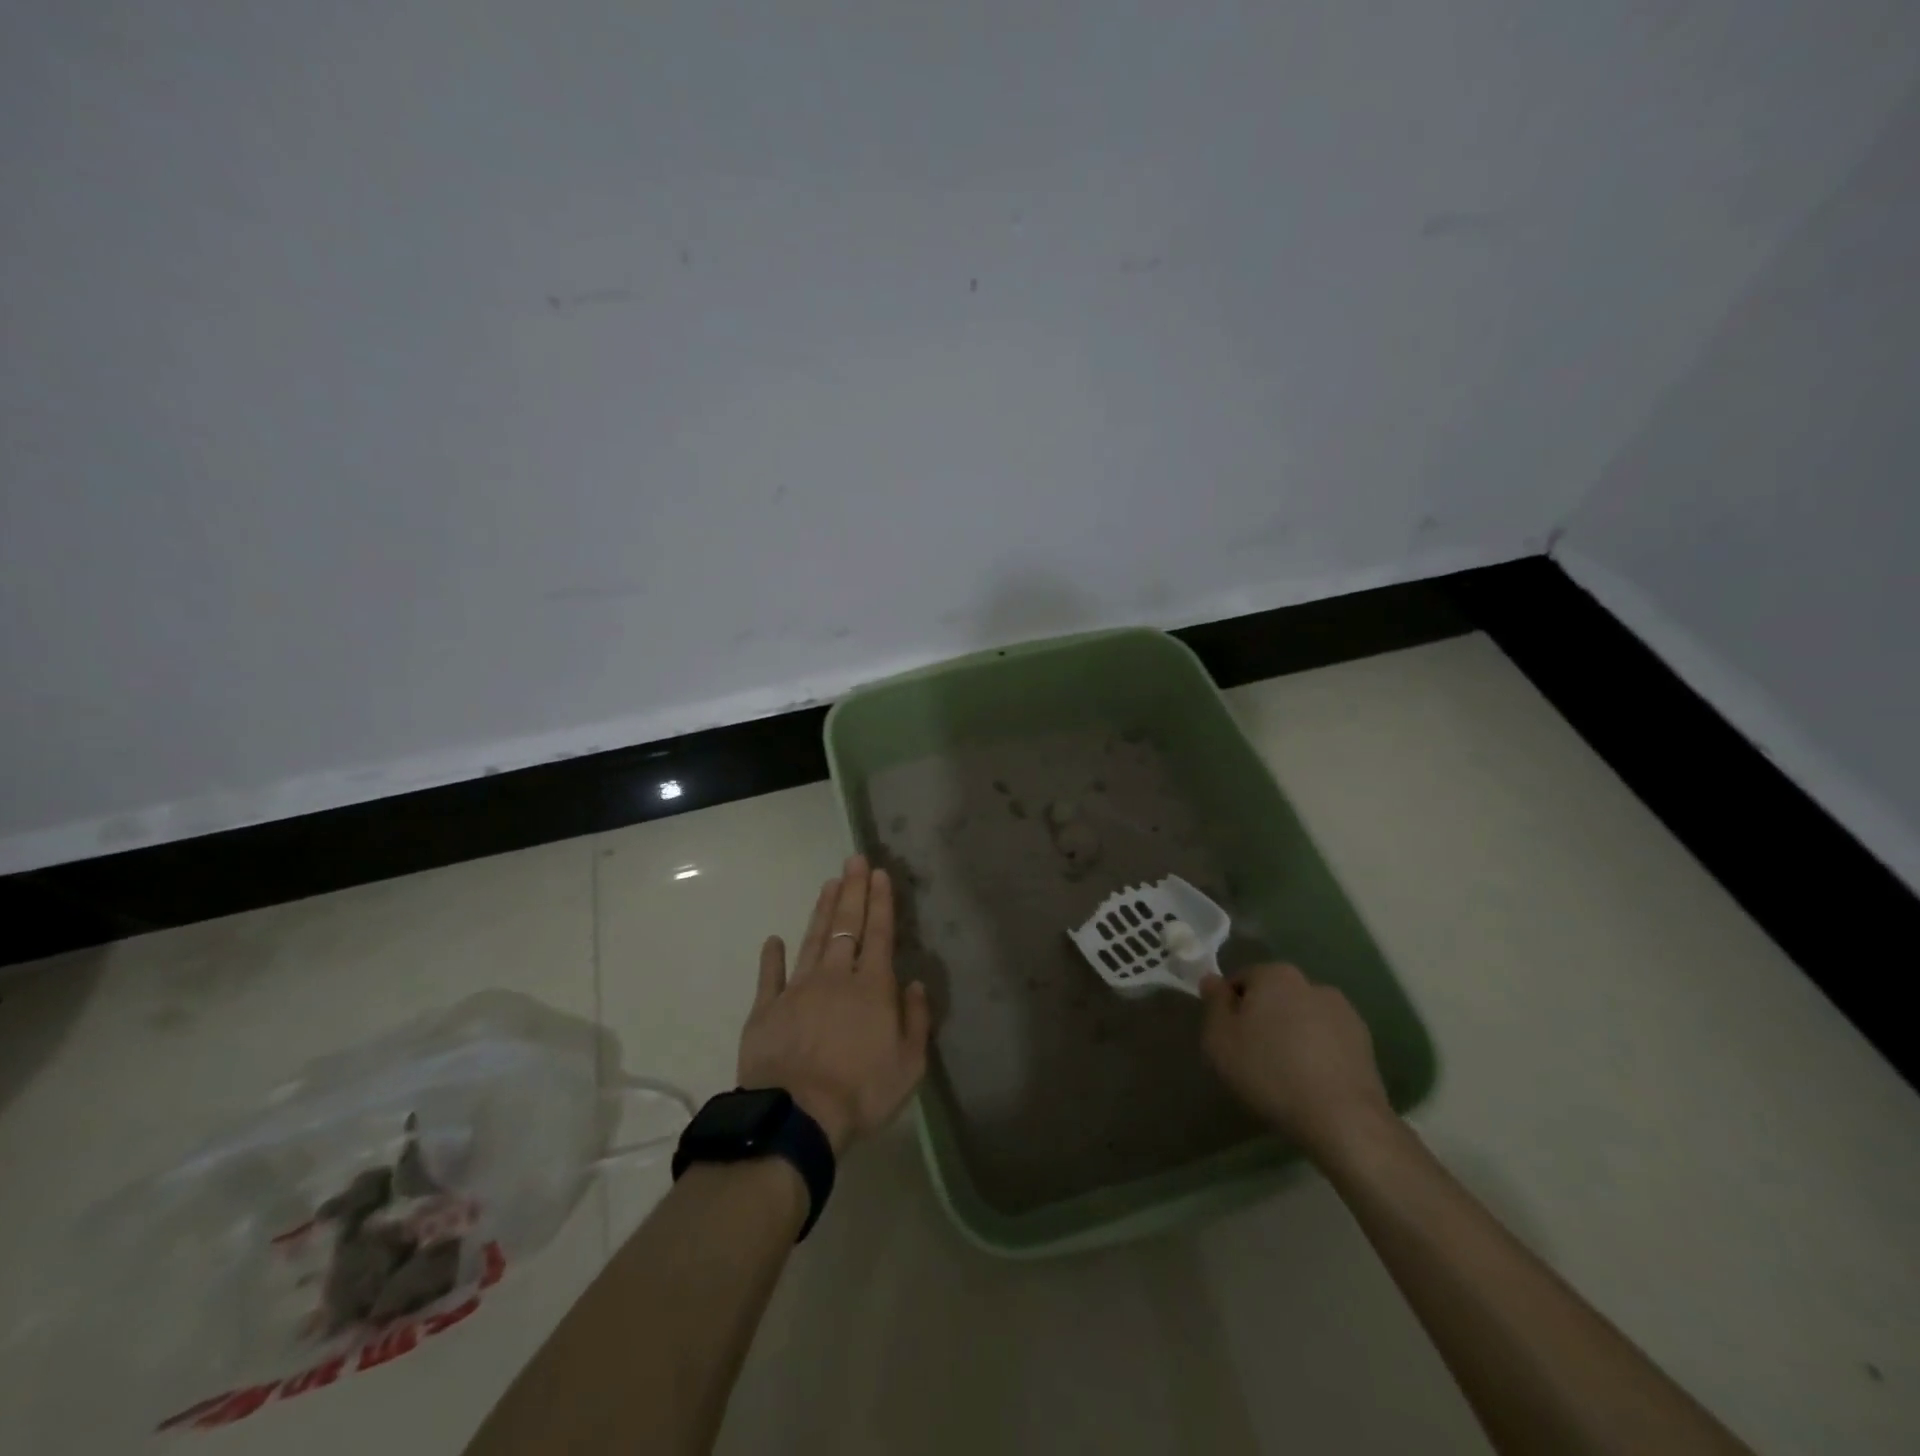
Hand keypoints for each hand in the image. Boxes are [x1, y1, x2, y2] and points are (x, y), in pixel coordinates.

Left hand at [736, 855, 931, 1155]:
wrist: (797, 1116)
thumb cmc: (862, 1091)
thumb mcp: (909, 1064)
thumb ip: (916, 1019)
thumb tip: (915, 984)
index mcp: (871, 987)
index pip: (878, 933)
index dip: (880, 902)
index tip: (879, 873)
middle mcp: (835, 977)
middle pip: (845, 926)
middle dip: (852, 890)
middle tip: (854, 860)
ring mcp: (797, 989)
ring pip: (812, 940)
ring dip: (822, 910)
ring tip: (828, 883)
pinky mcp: (766, 1009)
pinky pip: (770, 976)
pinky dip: (772, 957)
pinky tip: (773, 939)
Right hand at [1200, 963, 1394, 1161]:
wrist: (1343, 1120)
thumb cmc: (1270, 1073)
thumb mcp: (1220, 1039)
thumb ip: (1213, 1003)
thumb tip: (1212, 980)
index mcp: (1276, 975)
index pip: (1241, 980)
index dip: (1229, 1009)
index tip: (1228, 1040)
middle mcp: (1312, 983)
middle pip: (1274, 997)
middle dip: (1262, 1020)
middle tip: (1252, 1058)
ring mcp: (1344, 1012)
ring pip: (1302, 1018)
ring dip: (1292, 1035)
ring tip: (1285, 1075)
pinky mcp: (1365, 1043)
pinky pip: (1327, 1040)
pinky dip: (1317, 1053)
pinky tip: (1311, 1083)